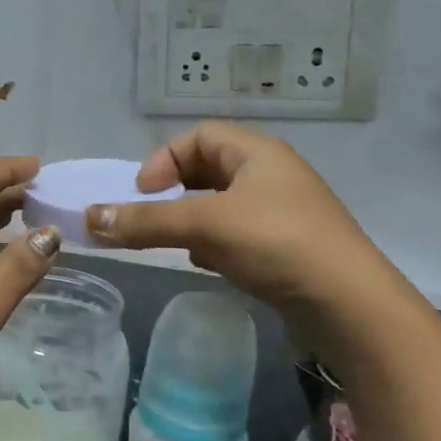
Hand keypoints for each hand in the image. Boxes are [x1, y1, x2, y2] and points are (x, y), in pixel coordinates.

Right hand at [85, 122, 385, 316]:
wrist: (349, 304)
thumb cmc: (277, 243)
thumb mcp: (205, 226)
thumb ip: (147, 221)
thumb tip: (90, 217)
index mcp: (257, 153)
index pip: (199, 136)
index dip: (164, 159)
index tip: (143, 192)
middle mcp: (271, 175)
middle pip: (208, 169)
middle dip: (175, 192)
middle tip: (153, 217)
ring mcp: (281, 212)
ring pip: (221, 205)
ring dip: (192, 220)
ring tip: (178, 244)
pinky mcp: (286, 247)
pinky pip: (237, 233)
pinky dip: (214, 243)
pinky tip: (208, 264)